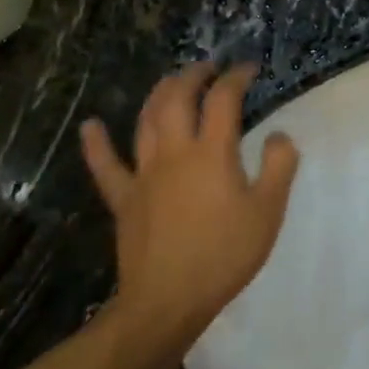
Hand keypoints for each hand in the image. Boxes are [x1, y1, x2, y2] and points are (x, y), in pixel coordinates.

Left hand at [80, 63, 299, 349]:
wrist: (168, 300)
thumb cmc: (225, 254)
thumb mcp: (268, 211)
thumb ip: (278, 166)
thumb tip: (278, 135)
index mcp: (212, 153)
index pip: (223, 100)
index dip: (236, 78)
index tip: (249, 69)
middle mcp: (175, 153)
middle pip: (178, 99)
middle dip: (193, 76)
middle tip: (209, 68)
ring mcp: (144, 174)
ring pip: (146, 121)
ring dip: (159, 94)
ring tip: (172, 82)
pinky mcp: (124, 198)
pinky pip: (105, 166)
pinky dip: (96, 144)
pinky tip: (90, 126)